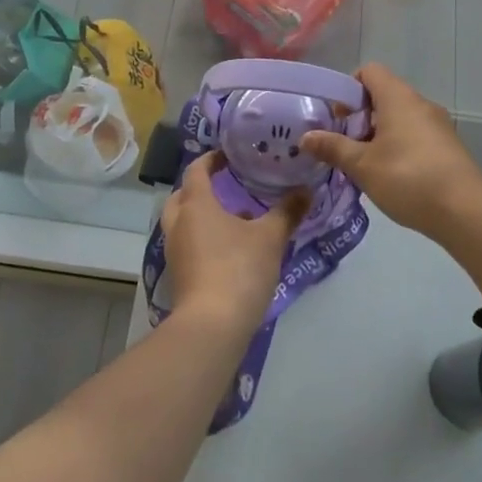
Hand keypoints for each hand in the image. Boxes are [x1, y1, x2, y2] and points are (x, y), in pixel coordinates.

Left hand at [161, 152, 307, 334]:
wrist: (212, 326)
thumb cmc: (238, 269)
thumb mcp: (270, 238)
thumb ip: (287, 212)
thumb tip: (306, 189)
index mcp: (196, 204)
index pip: (196, 170)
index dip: (211, 159)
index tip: (228, 155)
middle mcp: (179, 224)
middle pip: (182, 196)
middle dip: (201, 188)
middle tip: (226, 186)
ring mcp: (175, 252)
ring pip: (184, 223)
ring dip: (203, 216)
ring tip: (235, 219)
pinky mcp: (179, 276)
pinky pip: (188, 246)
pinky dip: (204, 239)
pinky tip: (230, 250)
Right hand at [301, 63, 481, 237]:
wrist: (465, 212)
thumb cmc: (408, 178)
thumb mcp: (362, 165)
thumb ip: (333, 148)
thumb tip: (305, 137)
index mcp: (398, 98)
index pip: (369, 72)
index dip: (348, 88)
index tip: (337, 118)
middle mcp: (420, 104)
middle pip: (383, 96)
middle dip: (359, 118)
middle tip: (343, 146)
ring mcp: (438, 125)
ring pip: (399, 118)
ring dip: (378, 135)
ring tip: (363, 166)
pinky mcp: (448, 147)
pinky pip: (415, 136)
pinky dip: (398, 147)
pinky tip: (390, 178)